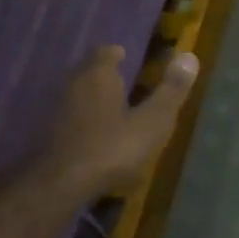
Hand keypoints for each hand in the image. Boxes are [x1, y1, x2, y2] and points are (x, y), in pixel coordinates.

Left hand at [39, 45, 199, 199]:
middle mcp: (74, 84)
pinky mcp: (49, 134)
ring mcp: (57, 109)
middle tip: (124, 81)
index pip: (106, 52)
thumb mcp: (152, 122)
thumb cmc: (112, 148)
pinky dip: (83, 120)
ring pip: (78, 94)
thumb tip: (189, 56)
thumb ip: (170, 90)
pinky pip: (70, 117)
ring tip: (113, 109)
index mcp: (98, 75)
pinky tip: (95, 135)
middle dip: (105, 74)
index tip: (127, 57)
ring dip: (93, 98)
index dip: (117, 54)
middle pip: (89, 71)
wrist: (61, 185)